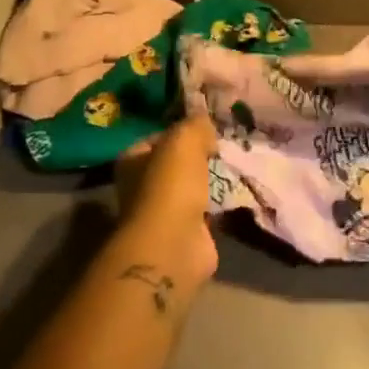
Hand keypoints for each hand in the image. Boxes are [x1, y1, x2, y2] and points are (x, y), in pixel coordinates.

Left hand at [115, 115, 219, 284]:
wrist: (175, 243)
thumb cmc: (171, 185)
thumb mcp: (184, 139)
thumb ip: (195, 125)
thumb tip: (205, 125)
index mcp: (131, 160)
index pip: (158, 138)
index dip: (182, 131)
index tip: (208, 129)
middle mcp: (141, 186)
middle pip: (175, 164)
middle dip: (199, 157)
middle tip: (225, 148)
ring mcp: (162, 213)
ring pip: (191, 187)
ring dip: (210, 181)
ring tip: (235, 166)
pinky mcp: (185, 233)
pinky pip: (205, 210)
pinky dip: (219, 204)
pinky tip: (236, 192)